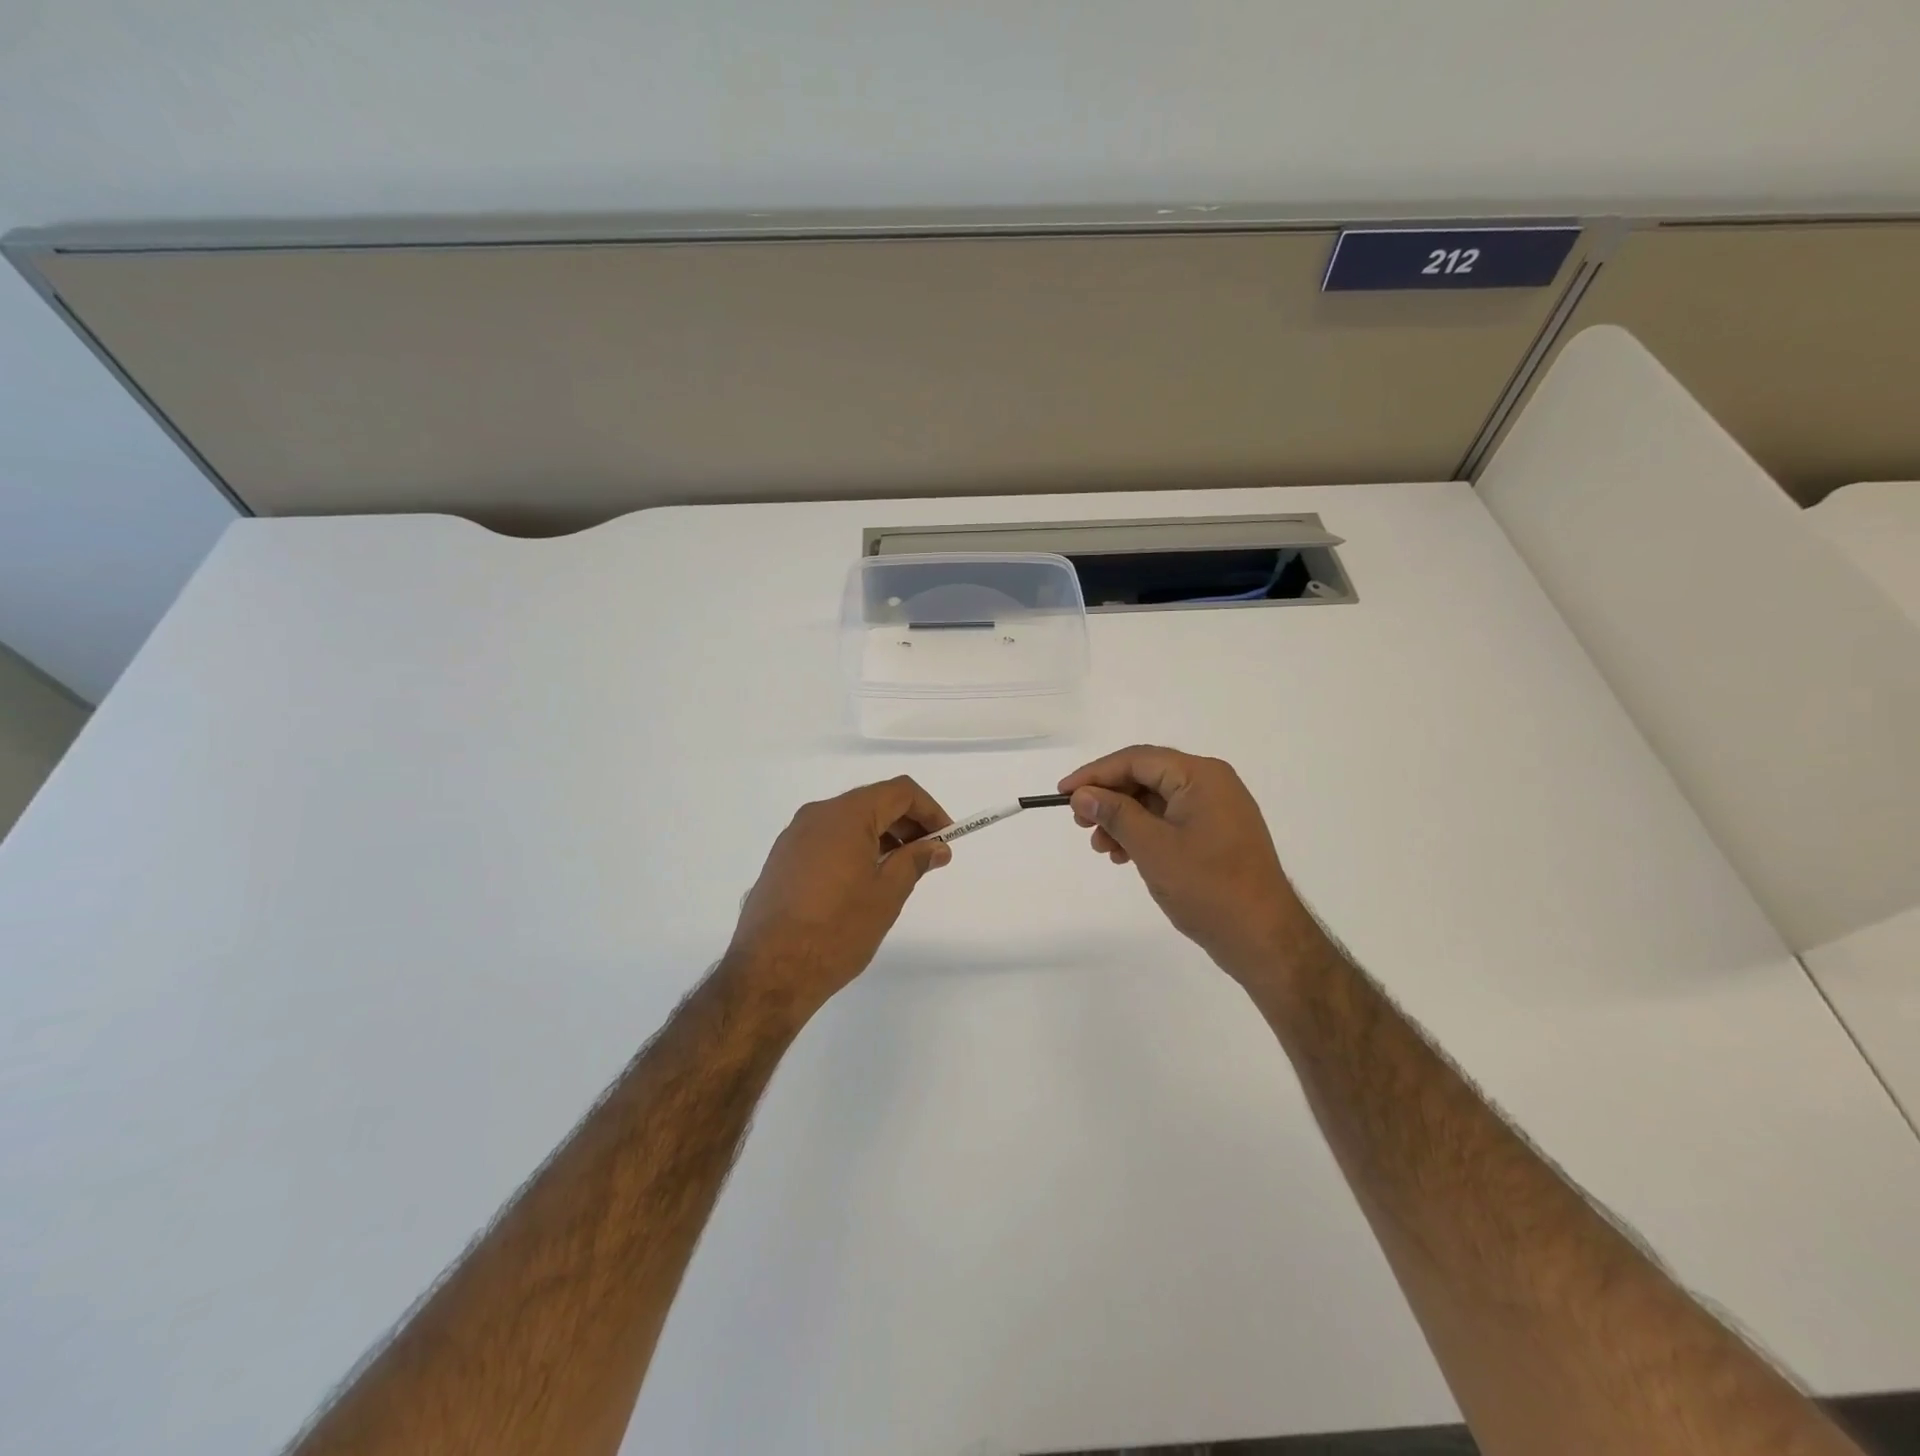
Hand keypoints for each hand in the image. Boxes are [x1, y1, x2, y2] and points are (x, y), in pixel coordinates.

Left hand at [727, 777, 952, 1013]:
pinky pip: (827, 840)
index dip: (929, 810)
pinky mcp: (782, 860)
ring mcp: (794, 837)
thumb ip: (915, 861)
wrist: (770, 972)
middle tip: (927, 857)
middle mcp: (817, 815)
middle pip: (873, 802)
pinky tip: (862, 883)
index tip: (945, 840)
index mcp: (846, 815)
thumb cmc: (837, 929)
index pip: (899, 791)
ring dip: (880, 838)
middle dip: (906, 824)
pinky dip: (853, 849)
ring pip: (848, 822)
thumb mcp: (887, 894)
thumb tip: (936, 847)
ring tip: (898, 873)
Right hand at [1060, 746, 1310, 983]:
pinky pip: (1170, 820)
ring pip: (1156, 801)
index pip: (1136, 760)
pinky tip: (1125, 855)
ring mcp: (1217, 809)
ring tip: (1102, 848)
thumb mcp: (1153, 848)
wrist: (1264, 938)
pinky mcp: (1217, 834)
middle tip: (1081, 824)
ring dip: (1123, 819)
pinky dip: (1143, 833)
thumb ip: (1115, 814)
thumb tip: (1082, 794)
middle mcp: (1211, 783)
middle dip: (1109, 799)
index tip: (1063, 794)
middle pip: (1146, 777)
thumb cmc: (1208, 887)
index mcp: (1200, 776)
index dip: (1095, 774)